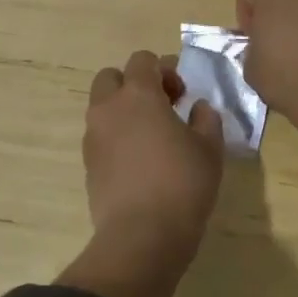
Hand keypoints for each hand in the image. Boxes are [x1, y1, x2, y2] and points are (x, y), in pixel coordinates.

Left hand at [59, 50, 225, 296]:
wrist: (141, 236)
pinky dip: (116, 137)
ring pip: (103, 107)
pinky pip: (100, 136)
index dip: (164, 70)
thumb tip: (198, 107)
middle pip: (112, 77)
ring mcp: (93, 136)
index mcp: (138, 95)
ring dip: (124, 111)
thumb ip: (206, 118)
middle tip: (162, 108)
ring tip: (152, 137)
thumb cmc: (182, 184)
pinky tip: (139, 161)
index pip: (143, 60)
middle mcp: (108, 108)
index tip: (182, 93)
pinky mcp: (88, 164)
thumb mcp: (209, 148)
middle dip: (134, 85)